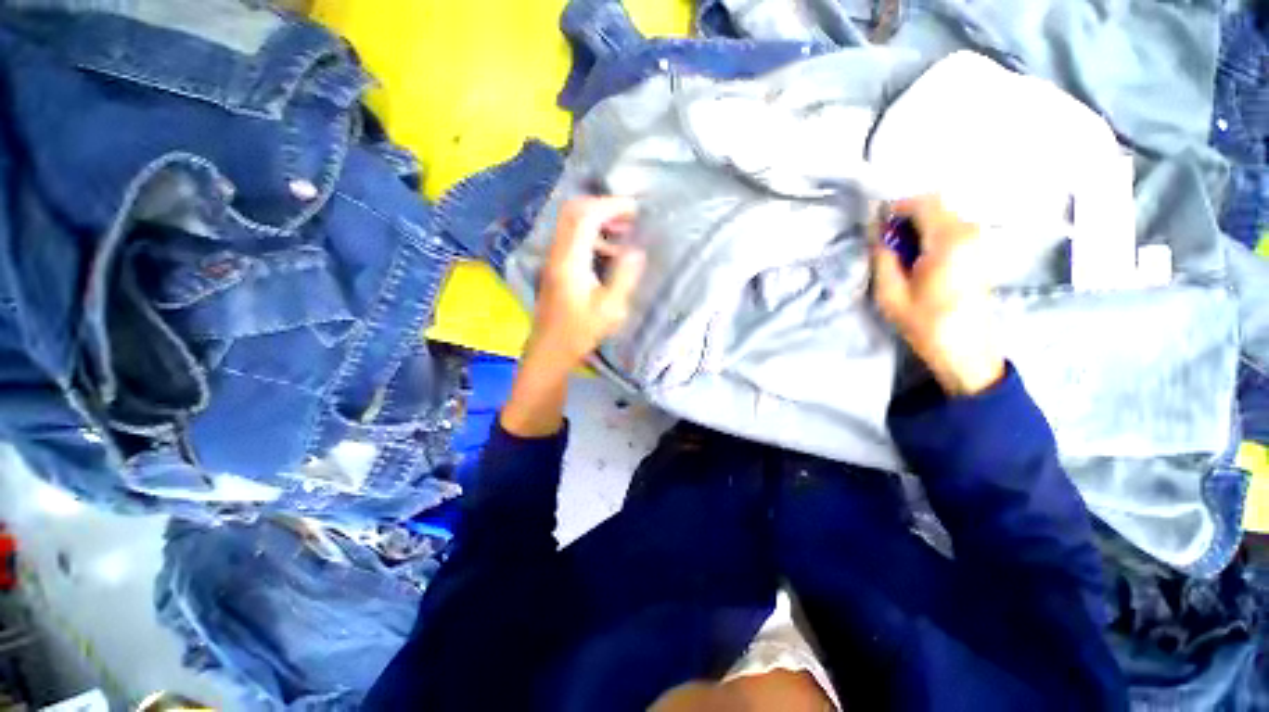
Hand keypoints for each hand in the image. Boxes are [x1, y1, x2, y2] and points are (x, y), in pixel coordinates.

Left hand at [530, 196, 645, 368]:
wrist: (549, 350)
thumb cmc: (579, 332)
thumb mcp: (609, 309)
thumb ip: (624, 277)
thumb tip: (637, 250)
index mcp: (570, 261)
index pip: (586, 216)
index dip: (611, 206)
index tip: (636, 209)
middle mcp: (558, 253)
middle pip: (574, 211)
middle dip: (603, 206)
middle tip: (629, 216)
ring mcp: (554, 258)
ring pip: (571, 223)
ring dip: (598, 219)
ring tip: (624, 232)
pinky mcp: (555, 267)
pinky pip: (572, 238)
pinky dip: (592, 234)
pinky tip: (610, 252)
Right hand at [872, 195, 1004, 396]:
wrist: (967, 351)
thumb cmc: (926, 324)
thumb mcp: (890, 293)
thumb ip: (882, 257)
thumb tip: (876, 232)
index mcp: (948, 240)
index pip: (922, 202)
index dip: (895, 209)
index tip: (876, 228)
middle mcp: (969, 231)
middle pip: (934, 206)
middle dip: (905, 219)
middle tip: (885, 245)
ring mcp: (978, 240)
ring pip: (942, 216)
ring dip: (917, 228)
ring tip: (900, 256)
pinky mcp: (979, 251)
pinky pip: (951, 229)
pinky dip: (930, 236)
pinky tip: (918, 262)